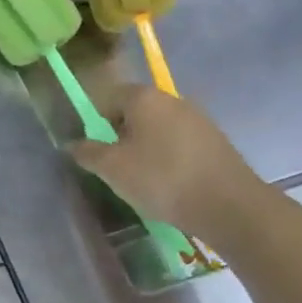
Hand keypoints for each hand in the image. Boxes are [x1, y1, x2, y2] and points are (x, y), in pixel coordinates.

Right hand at [70, 84, 266, 243]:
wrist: (229, 205)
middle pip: (134, 112)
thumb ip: (87, 152)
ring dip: (145, 147)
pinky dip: (168, 158)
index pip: (108, 97)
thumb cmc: (161, 178)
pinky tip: (169, 183)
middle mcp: (171, 99)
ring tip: (142, 178)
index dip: (95, 121)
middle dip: (120, 135)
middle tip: (115, 166)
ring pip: (158, 128)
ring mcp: (198, 119)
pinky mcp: (215, 141)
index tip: (94, 148)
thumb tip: (72, 144)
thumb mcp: (112, 168)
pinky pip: (179, 143)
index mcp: (143, 98)